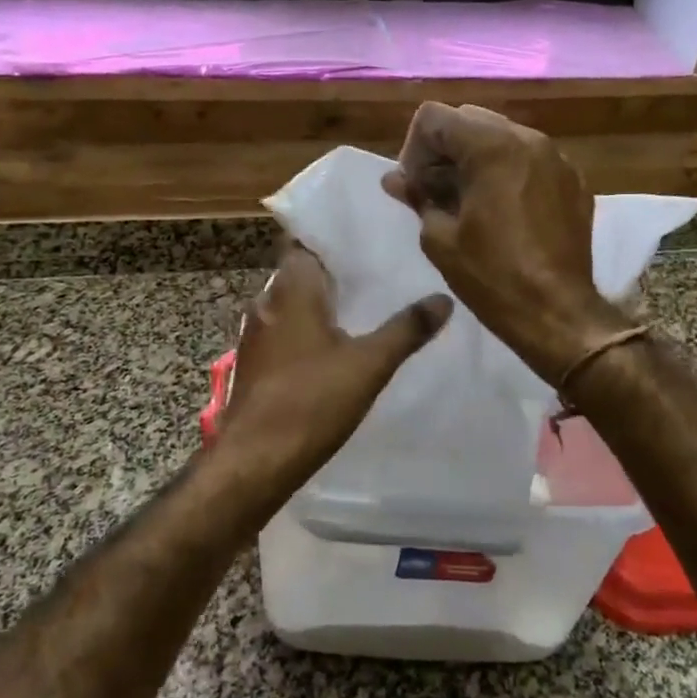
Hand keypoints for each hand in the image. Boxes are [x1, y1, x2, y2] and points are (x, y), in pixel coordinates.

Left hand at [216, 243, 452, 489]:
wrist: (254, 461)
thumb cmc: (311, 402)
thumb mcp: (369, 365)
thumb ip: (406, 329)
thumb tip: (444, 298)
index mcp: (291, 290)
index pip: (306, 243)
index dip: (333, 239)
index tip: (366, 237)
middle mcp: (267, 303)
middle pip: (300, 273)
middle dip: (333, 272)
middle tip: (374, 271)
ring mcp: (254, 335)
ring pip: (290, 305)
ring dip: (318, 304)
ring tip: (359, 306)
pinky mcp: (252, 363)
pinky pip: (282, 332)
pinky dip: (305, 331)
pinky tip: (330, 347)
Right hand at [384, 102, 630, 381]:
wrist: (557, 313)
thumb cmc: (492, 277)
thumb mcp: (440, 239)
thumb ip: (418, 197)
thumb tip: (395, 179)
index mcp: (492, 146)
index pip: (434, 118)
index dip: (414, 149)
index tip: (414, 186)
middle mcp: (529, 139)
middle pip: (470, 120)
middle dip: (446, 150)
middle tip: (435, 192)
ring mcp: (557, 158)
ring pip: (503, 137)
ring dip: (478, 160)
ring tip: (469, 202)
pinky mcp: (575, 181)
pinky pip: (532, 160)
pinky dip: (510, 173)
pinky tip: (504, 212)